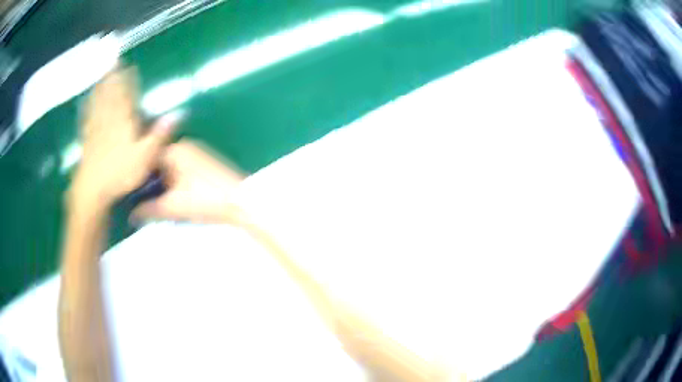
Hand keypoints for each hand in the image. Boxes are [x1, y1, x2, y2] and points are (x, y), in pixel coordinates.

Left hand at [70, 66, 177, 211]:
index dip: (128, 80)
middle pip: (111, 94)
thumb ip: (160, 135)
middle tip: (113, 61)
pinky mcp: (87, 140)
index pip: (127, 95)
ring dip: (100, 86)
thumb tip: (179, 113)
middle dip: (113, 76)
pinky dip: (88, 106)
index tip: (129, 66)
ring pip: (98, 102)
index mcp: (124, 122)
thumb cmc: (120, 174)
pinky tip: (87, 101)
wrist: (93, 191)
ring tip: (101, 73)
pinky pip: (87, 117)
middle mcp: (109, 120)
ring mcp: (96, 129)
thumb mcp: (145, 157)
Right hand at [131, 139, 245, 224]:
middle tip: (145, 205)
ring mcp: (197, 155)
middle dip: (151, 186)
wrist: (242, 202)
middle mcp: (184, 147)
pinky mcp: (206, 166)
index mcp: (174, 150)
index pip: (146, 159)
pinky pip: (182, 174)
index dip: (137, 178)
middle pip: (158, 166)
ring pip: (170, 171)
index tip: (131, 194)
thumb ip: (148, 210)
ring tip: (159, 207)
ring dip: (163, 189)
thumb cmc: (204, 200)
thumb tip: (131, 216)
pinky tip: (176, 204)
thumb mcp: (172, 207)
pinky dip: (176, 187)